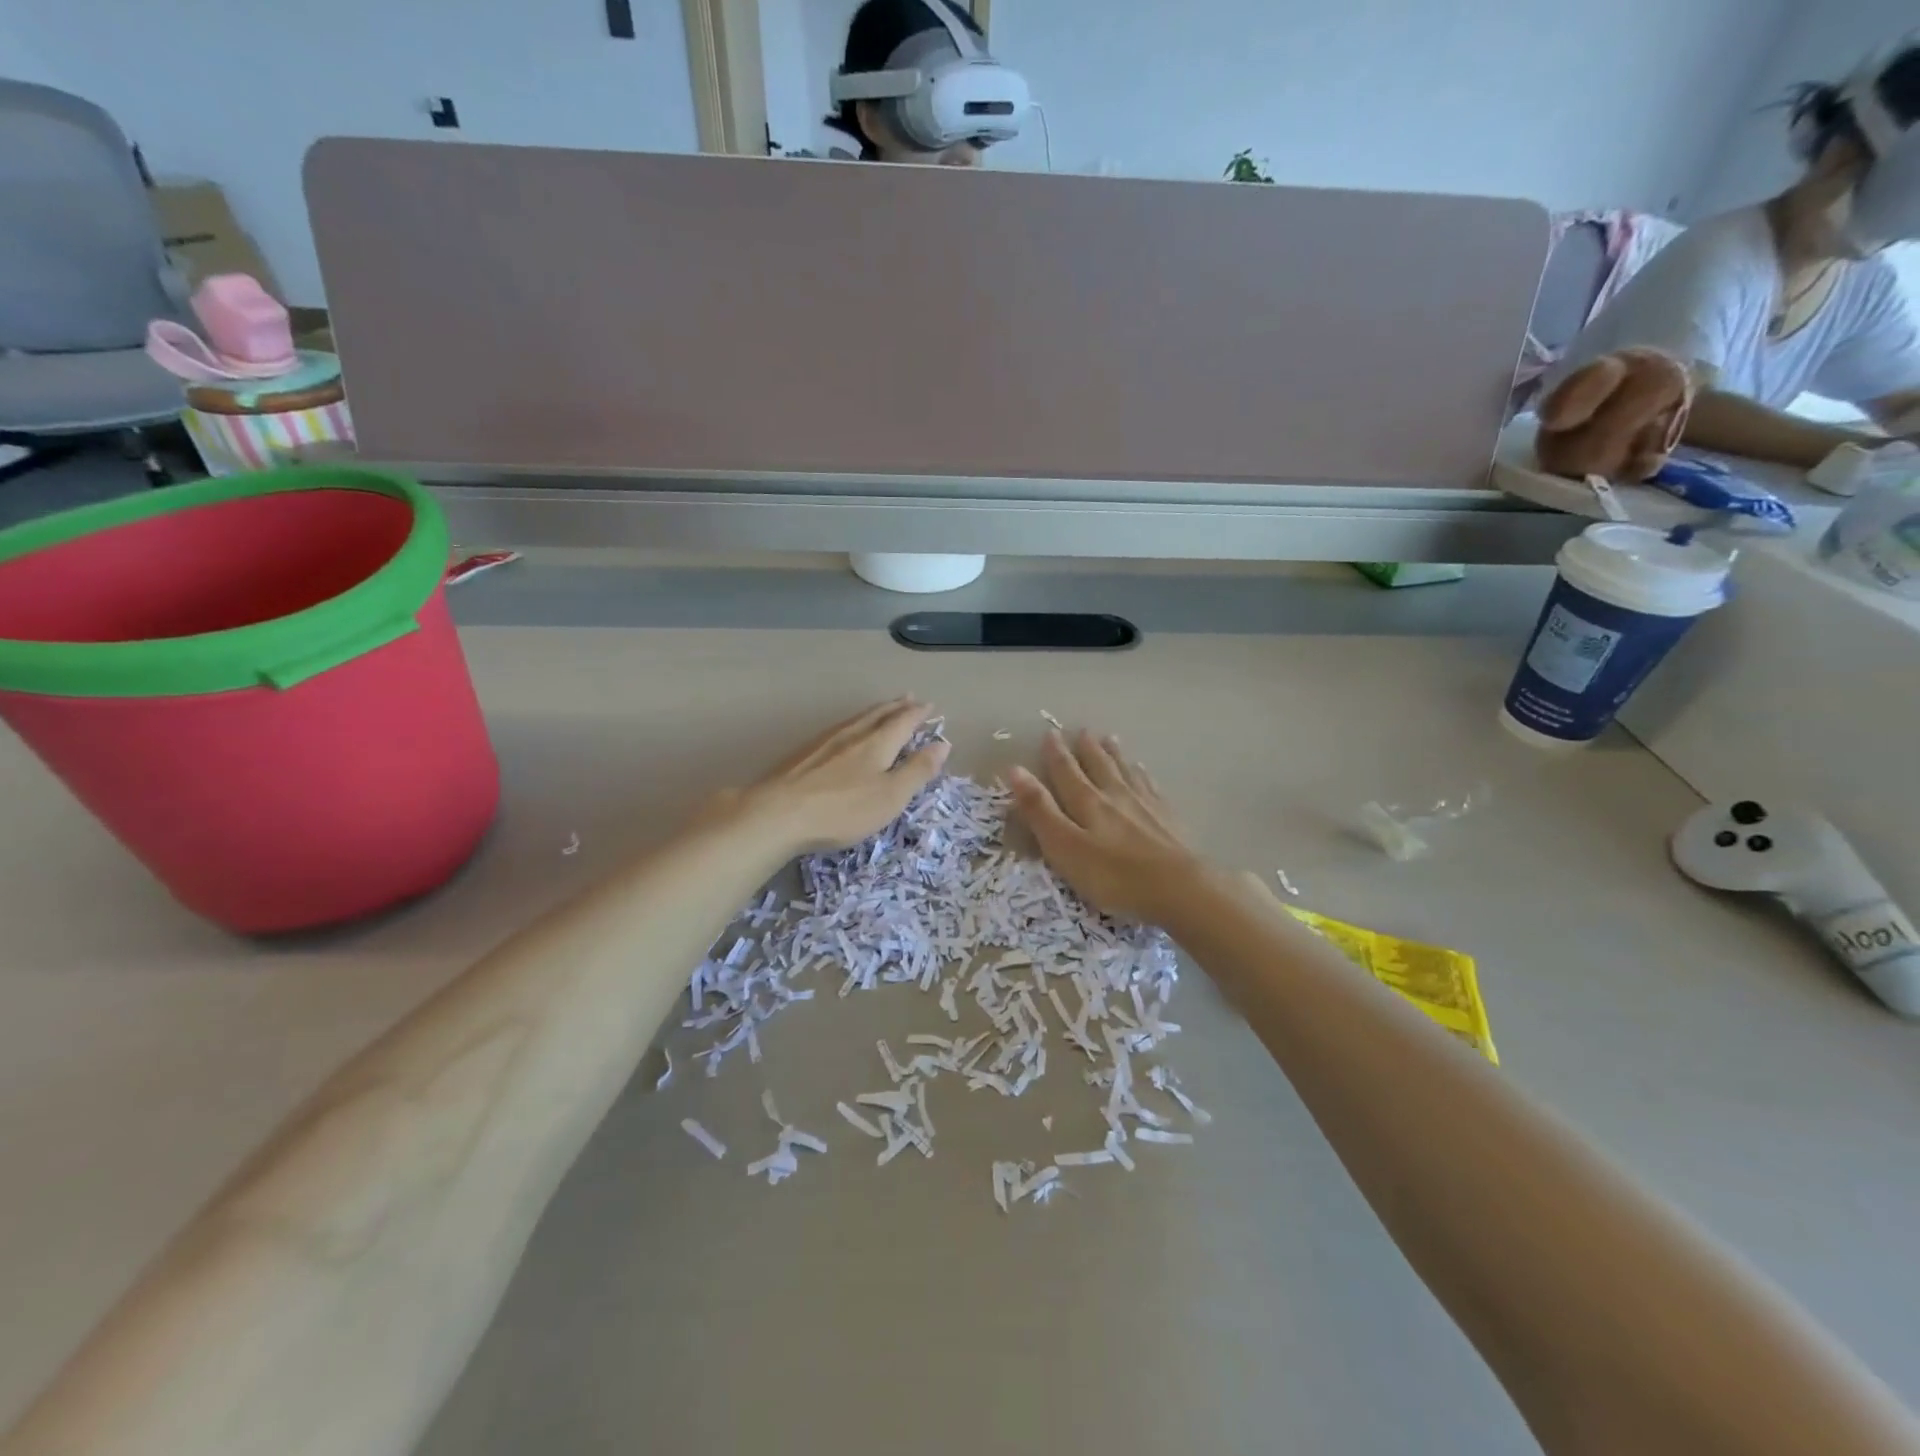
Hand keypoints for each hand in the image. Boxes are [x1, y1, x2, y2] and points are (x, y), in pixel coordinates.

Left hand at [724, 698, 949, 854]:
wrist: (777, 813)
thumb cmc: (843, 809)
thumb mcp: (891, 795)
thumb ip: (917, 770)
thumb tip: (943, 743)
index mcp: (878, 742)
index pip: (904, 721)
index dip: (918, 714)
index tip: (930, 706)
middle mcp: (853, 734)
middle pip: (879, 714)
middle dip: (897, 706)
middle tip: (909, 697)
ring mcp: (825, 741)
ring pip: (857, 719)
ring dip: (875, 712)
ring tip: (883, 710)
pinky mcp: (804, 753)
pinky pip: (839, 729)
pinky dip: (854, 724)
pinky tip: (846, 732)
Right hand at [1008, 728, 1203, 925]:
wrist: (1179, 888)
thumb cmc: (1113, 875)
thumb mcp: (1064, 846)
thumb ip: (1039, 810)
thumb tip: (1015, 769)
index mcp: (1087, 802)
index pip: (1066, 772)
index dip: (1056, 754)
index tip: (1050, 734)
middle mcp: (1115, 795)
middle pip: (1098, 766)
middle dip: (1086, 749)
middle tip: (1081, 730)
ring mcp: (1145, 805)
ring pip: (1125, 772)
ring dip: (1114, 755)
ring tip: (1109, 738)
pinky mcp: (1168, 819)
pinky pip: (1150, 787)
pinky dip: (1142, 775)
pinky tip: (1143, 771)